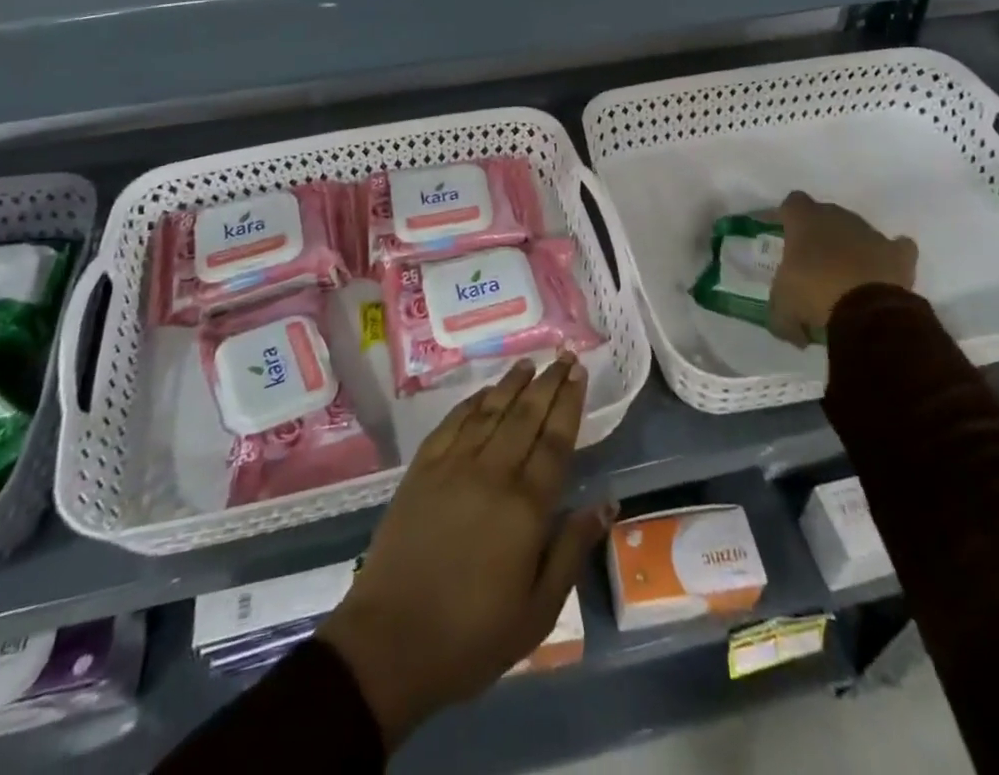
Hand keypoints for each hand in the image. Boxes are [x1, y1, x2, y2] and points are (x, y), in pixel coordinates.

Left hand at [318, 355, 613, 749]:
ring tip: (530, 363)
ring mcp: (452, 466)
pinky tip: (484, 392)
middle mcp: (492, 473)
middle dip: (548, 382)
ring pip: (490, 411)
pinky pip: (452, 423)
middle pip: (526, 415)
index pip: (555, 440)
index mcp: (525, 507)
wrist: (390, 643)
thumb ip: (572, 549)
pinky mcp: (421, 469)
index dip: (569, 403)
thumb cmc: (472, 636)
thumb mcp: (538, 611)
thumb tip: (608, 503)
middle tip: (564, 356)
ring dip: (511, 384)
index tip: (579, 374)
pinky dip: (472, 402)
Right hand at [768, 191, 917, 347]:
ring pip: (857, 232)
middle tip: (811, 261)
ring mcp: (871, 233)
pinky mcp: (898, 254)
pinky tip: (882, 272)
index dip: (786, 216)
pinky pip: (896, 248)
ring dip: (850, 248)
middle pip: (826, 214)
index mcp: (805, 221)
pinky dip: (889, 257)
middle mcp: (838, 218)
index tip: (781, 231)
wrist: (868, 312)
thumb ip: (780, 314)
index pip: (792, 203)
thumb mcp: (782, 310)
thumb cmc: (814, 296)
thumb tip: (792, 330)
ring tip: (846, 277)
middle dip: (818, 234)